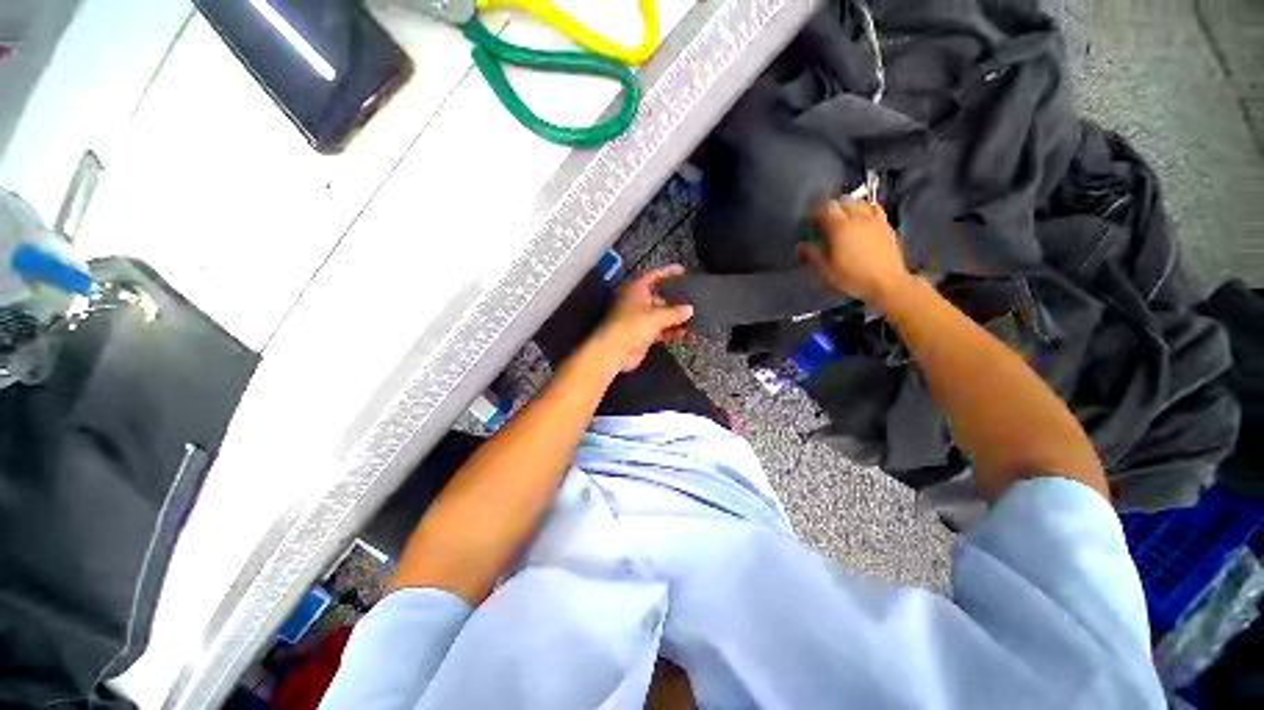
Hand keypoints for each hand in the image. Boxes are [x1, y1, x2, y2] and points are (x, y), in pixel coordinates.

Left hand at [590, 265, 693, 372]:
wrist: (615, 351)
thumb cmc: (628, 327)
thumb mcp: (657, 316)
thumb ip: (675, 312)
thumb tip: (688, 309)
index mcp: (636, 289)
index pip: (654, 275)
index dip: (668, 272)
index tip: (681, 271)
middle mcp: (637, 301)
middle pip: (660, 296)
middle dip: (675, 299)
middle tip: (691, 300)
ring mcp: (639, 318)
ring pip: (661, 314)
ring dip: (675, 317)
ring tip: (692, 317)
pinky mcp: (642, 333)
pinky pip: (661, 328)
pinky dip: (671, 330)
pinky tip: (683, 331)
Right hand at [799, 198, 913, 306]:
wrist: (887, 283)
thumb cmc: (853, 277)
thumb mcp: (826, 270)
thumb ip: (812, 255)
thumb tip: (802, 245)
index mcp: (840, 227)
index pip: (825, 207)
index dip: (815, 210)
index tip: (809, 218)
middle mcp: (858, 217)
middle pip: (843, 200)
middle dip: (832, 206)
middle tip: (824, 218)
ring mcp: (875, 220)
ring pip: (859, 202)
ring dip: (848, 206)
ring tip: (842, 217)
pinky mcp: (886, 225)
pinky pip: (874, 209)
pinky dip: (865, 210)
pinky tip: (862, 220)